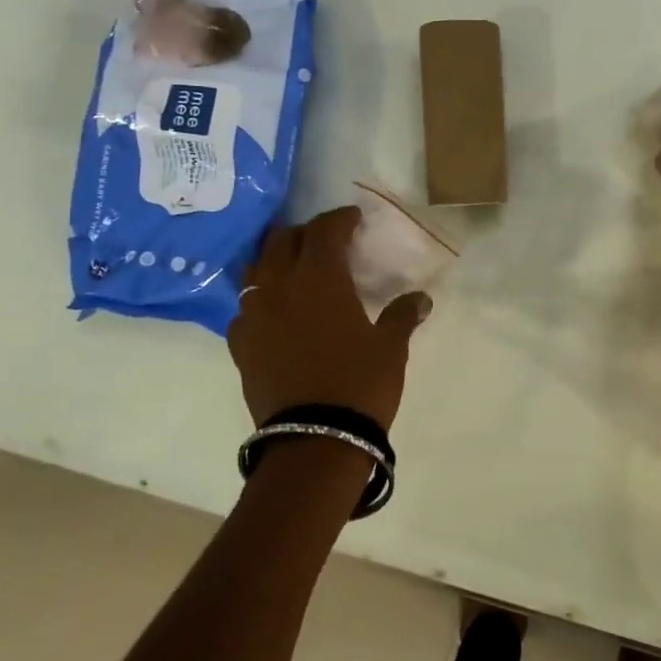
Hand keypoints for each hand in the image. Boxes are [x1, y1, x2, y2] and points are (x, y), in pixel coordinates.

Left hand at [228, 206, 431, 430]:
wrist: (314, 441)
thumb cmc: (359, 384)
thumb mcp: (390, 347)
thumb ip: (403, 315)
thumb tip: (421, 298)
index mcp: (319, 278)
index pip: (324, 230)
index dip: (340, 219)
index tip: (354, 219)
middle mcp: (279, 286)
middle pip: (282, 240)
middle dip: (305, 233)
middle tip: (325, 242)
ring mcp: (253, 315)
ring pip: (255, 269)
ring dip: (275, 260)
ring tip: (294, 269)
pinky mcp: (239, 345)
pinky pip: (244, 307)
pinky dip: (260, 299)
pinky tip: (275, 313)